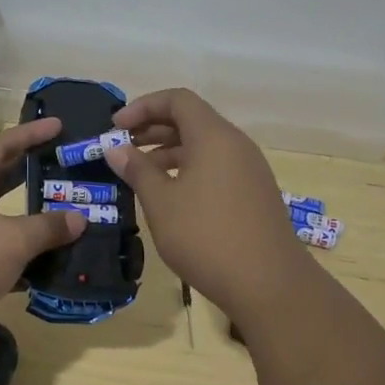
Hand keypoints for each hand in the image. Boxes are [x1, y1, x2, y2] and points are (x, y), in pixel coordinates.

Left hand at [0, 117, 85, 334]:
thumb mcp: (11, 239)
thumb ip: (47, 227)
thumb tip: (79, 219)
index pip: (0, 147)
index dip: (30, 135)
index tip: (58, 125)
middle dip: (29, 174)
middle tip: (63, 166)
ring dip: (28, 220)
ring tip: (64, 213)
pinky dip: (20, 257)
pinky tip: (48, 263)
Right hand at [102, 88, 311, 316]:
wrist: (269, 284)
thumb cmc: (206, 237)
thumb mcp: (161, 202)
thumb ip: (137, 169)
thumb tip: (115, 147)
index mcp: (214, 136)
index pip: (177, 100)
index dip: (143, 106)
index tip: (115, 126)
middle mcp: (235, 144)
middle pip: (191, 120)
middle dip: (153, 128)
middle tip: (122, 147)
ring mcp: (249, 169)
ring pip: (204, 145)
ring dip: (170, 151)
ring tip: (140, 173)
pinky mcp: (254, 193)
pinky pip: (217, 166)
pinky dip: (189, 169)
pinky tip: (171, 196)